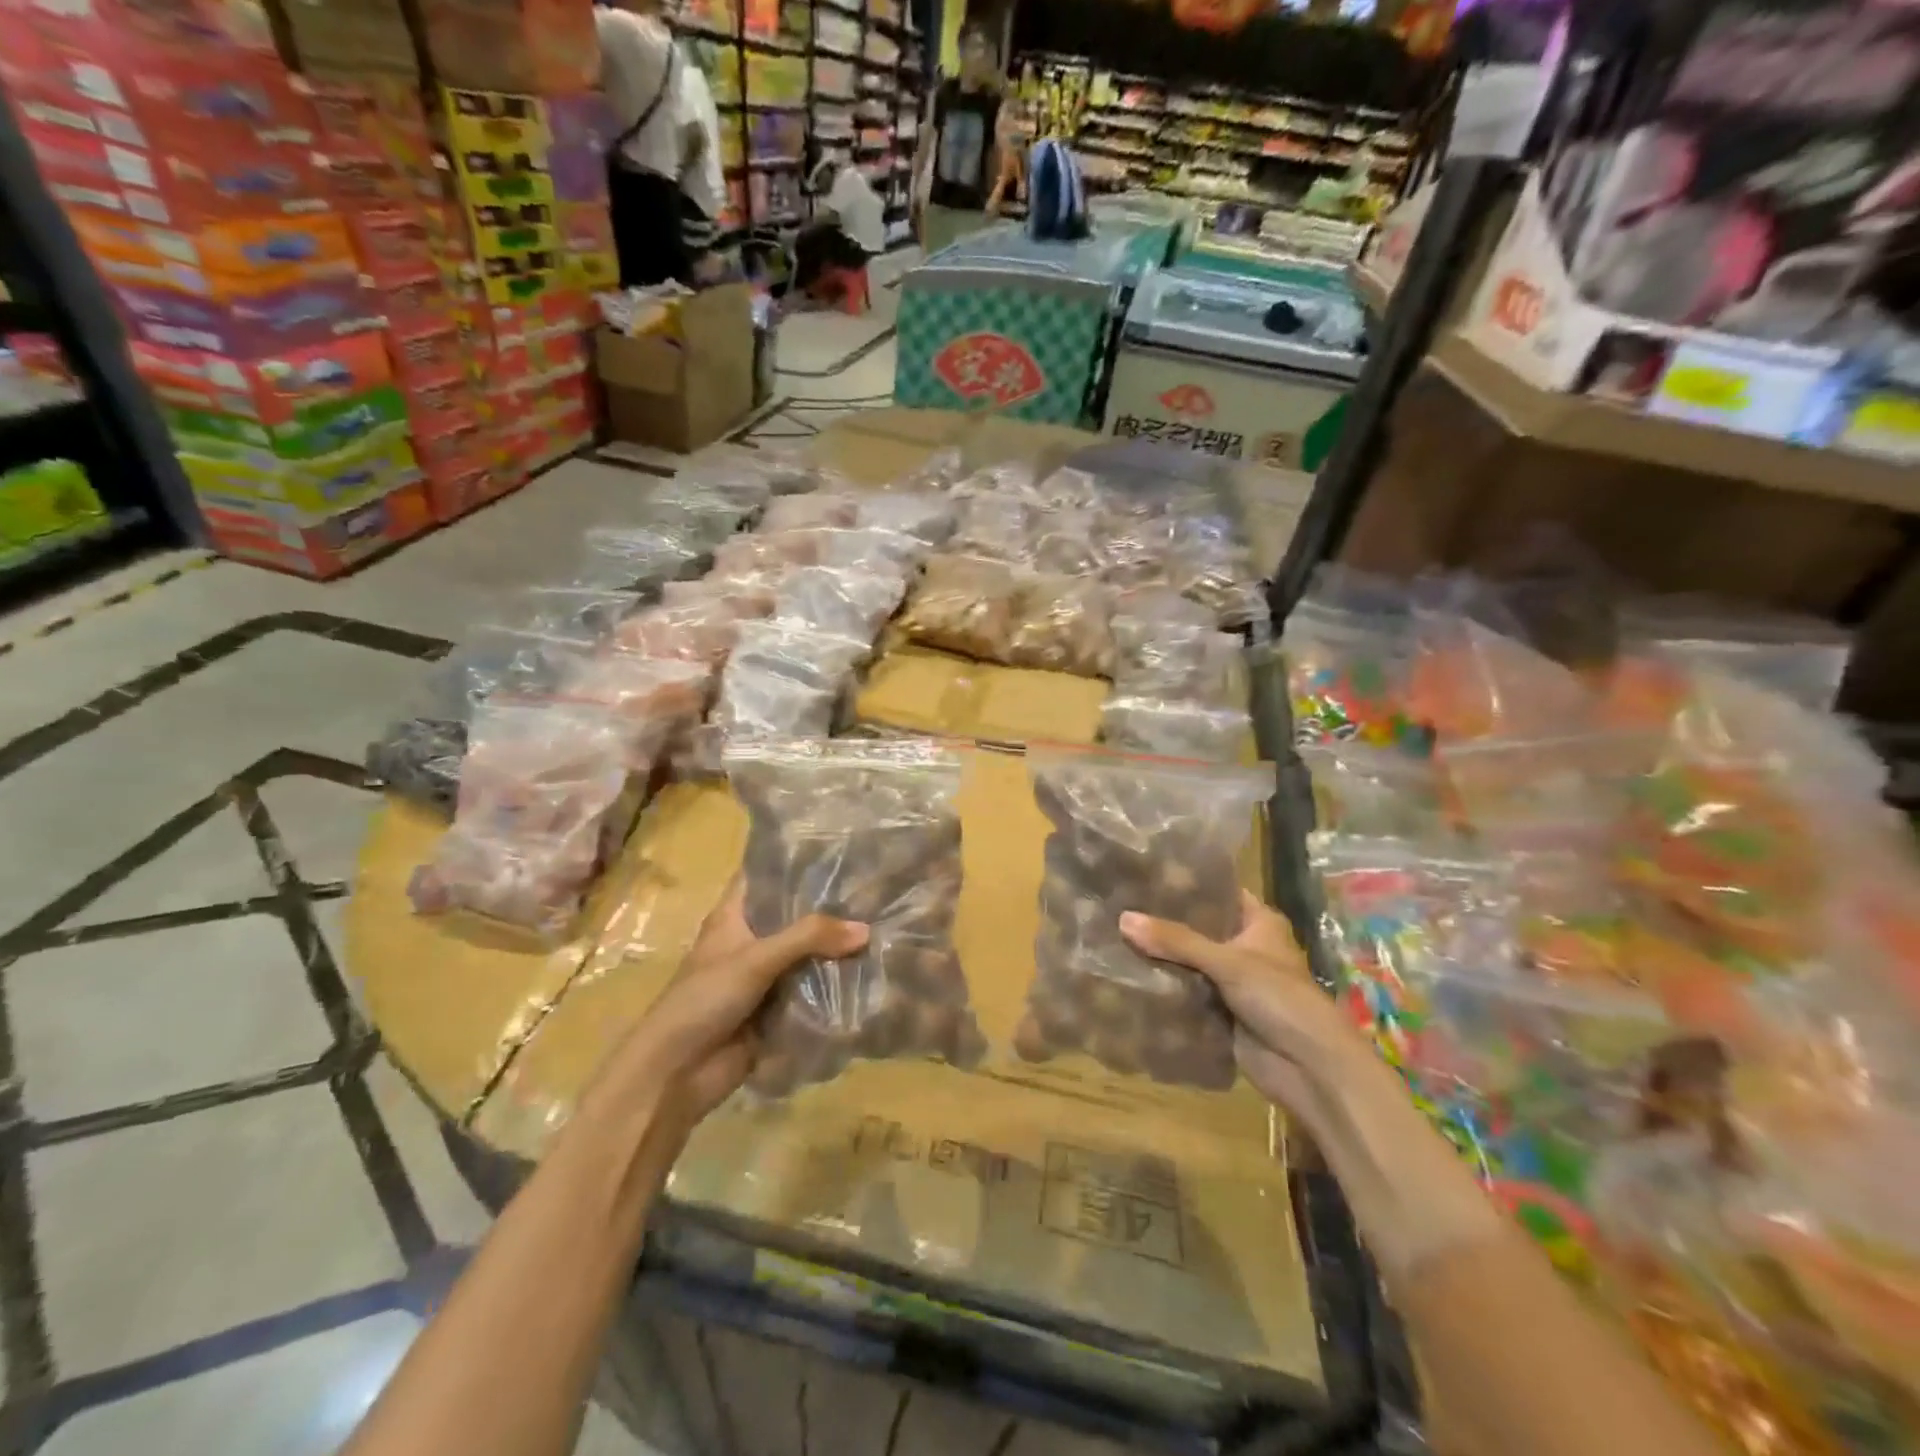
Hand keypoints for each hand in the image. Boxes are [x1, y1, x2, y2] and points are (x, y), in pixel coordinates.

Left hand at [603, 882, 867, 1129]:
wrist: (674, 1075)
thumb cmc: (702, 1000)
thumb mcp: (755, 959)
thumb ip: (809, 938)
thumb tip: (865, 929)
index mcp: (733, 917)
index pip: (765, 876)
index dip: (795, 862)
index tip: (839, 850)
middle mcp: (751, 941)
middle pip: (794, 917)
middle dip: (830, 909)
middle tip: (876, 892)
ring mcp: (764, 977)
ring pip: (807, 955)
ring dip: (837, 950)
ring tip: (885, 929)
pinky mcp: (776, 1011)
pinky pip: (811, 992)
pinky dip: (835, 986)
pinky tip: (872, 975)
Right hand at [1121, 892, 1374, 1114]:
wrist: (1310, 1069)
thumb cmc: (1280, 999)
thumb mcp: (1228, 962)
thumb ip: (1175, 940)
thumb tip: (1122, 918)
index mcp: (1259, 922)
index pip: (1217, 892)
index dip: (1185, 884)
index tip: (1143, 873)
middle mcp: (1245, 947)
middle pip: (1197, 928)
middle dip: (1163, 922)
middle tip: (1117, 904)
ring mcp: (1232, 981)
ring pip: (1188, 962)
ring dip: (1159, 956)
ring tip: (1112, 934)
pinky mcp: (1221, 1012)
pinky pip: (1186, 993)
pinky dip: (1164, 987)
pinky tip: (1127, 974)